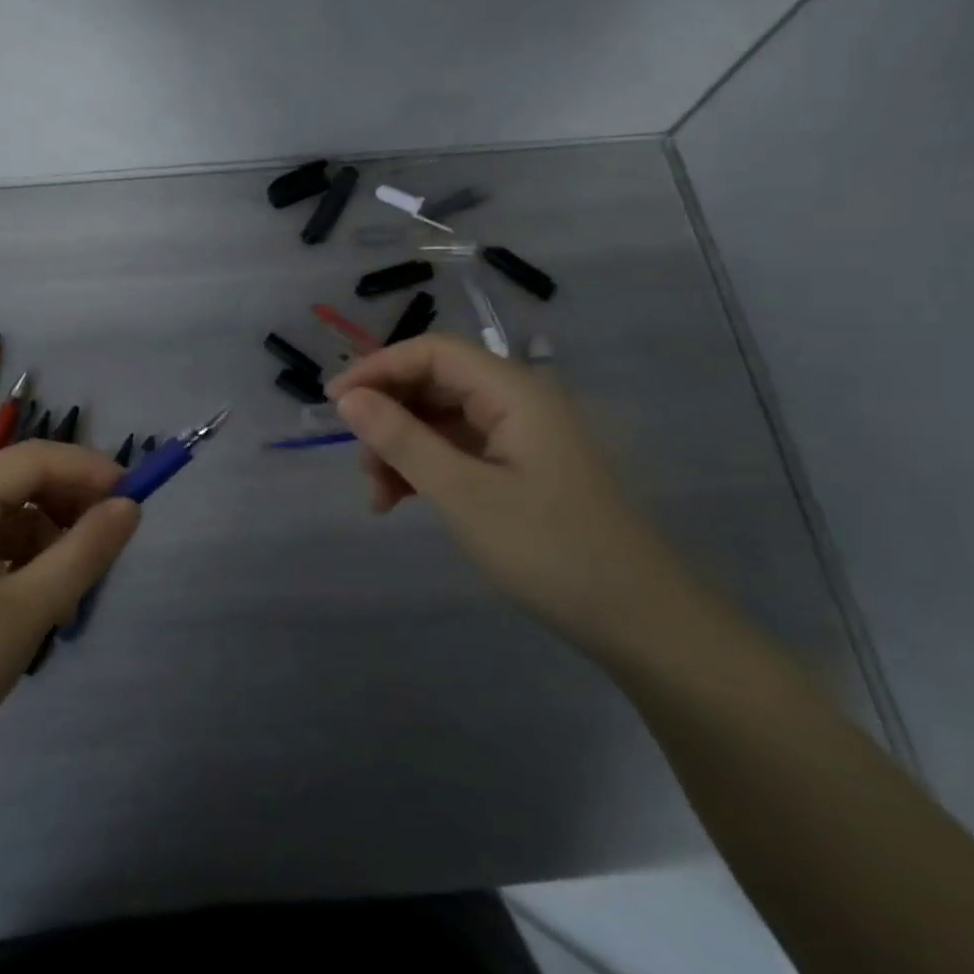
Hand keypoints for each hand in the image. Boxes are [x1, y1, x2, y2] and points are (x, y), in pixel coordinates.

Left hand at [0, 442, 140, 796]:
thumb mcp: (30, 610)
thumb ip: (85, 552)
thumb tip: (129, 507)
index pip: (35, 458)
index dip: (89, 469)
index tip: (134, 499)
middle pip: (22, 482)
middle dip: (71, 505)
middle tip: (107, 547)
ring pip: (11, 516)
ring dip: (50, 539)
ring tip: (71, 593)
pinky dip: (25, 562)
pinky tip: (37, 604)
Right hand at [328, 333, 682, 642]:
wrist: (640, 621)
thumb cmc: (549, 548)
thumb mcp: (462, 493)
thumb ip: (402, 440)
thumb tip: (348, 398)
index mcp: (513, 392)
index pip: (432, 352)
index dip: (377, 368)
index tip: (333, 403)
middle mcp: (517, 402)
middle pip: (434, 384)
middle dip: (388, 418)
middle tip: (361, 466)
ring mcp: (521, 437)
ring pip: (441, 421)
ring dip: (401, 450)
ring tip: (380, 498)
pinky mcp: (521, 469)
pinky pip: (458, 451)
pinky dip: (425, 469)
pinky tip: (403, 501)